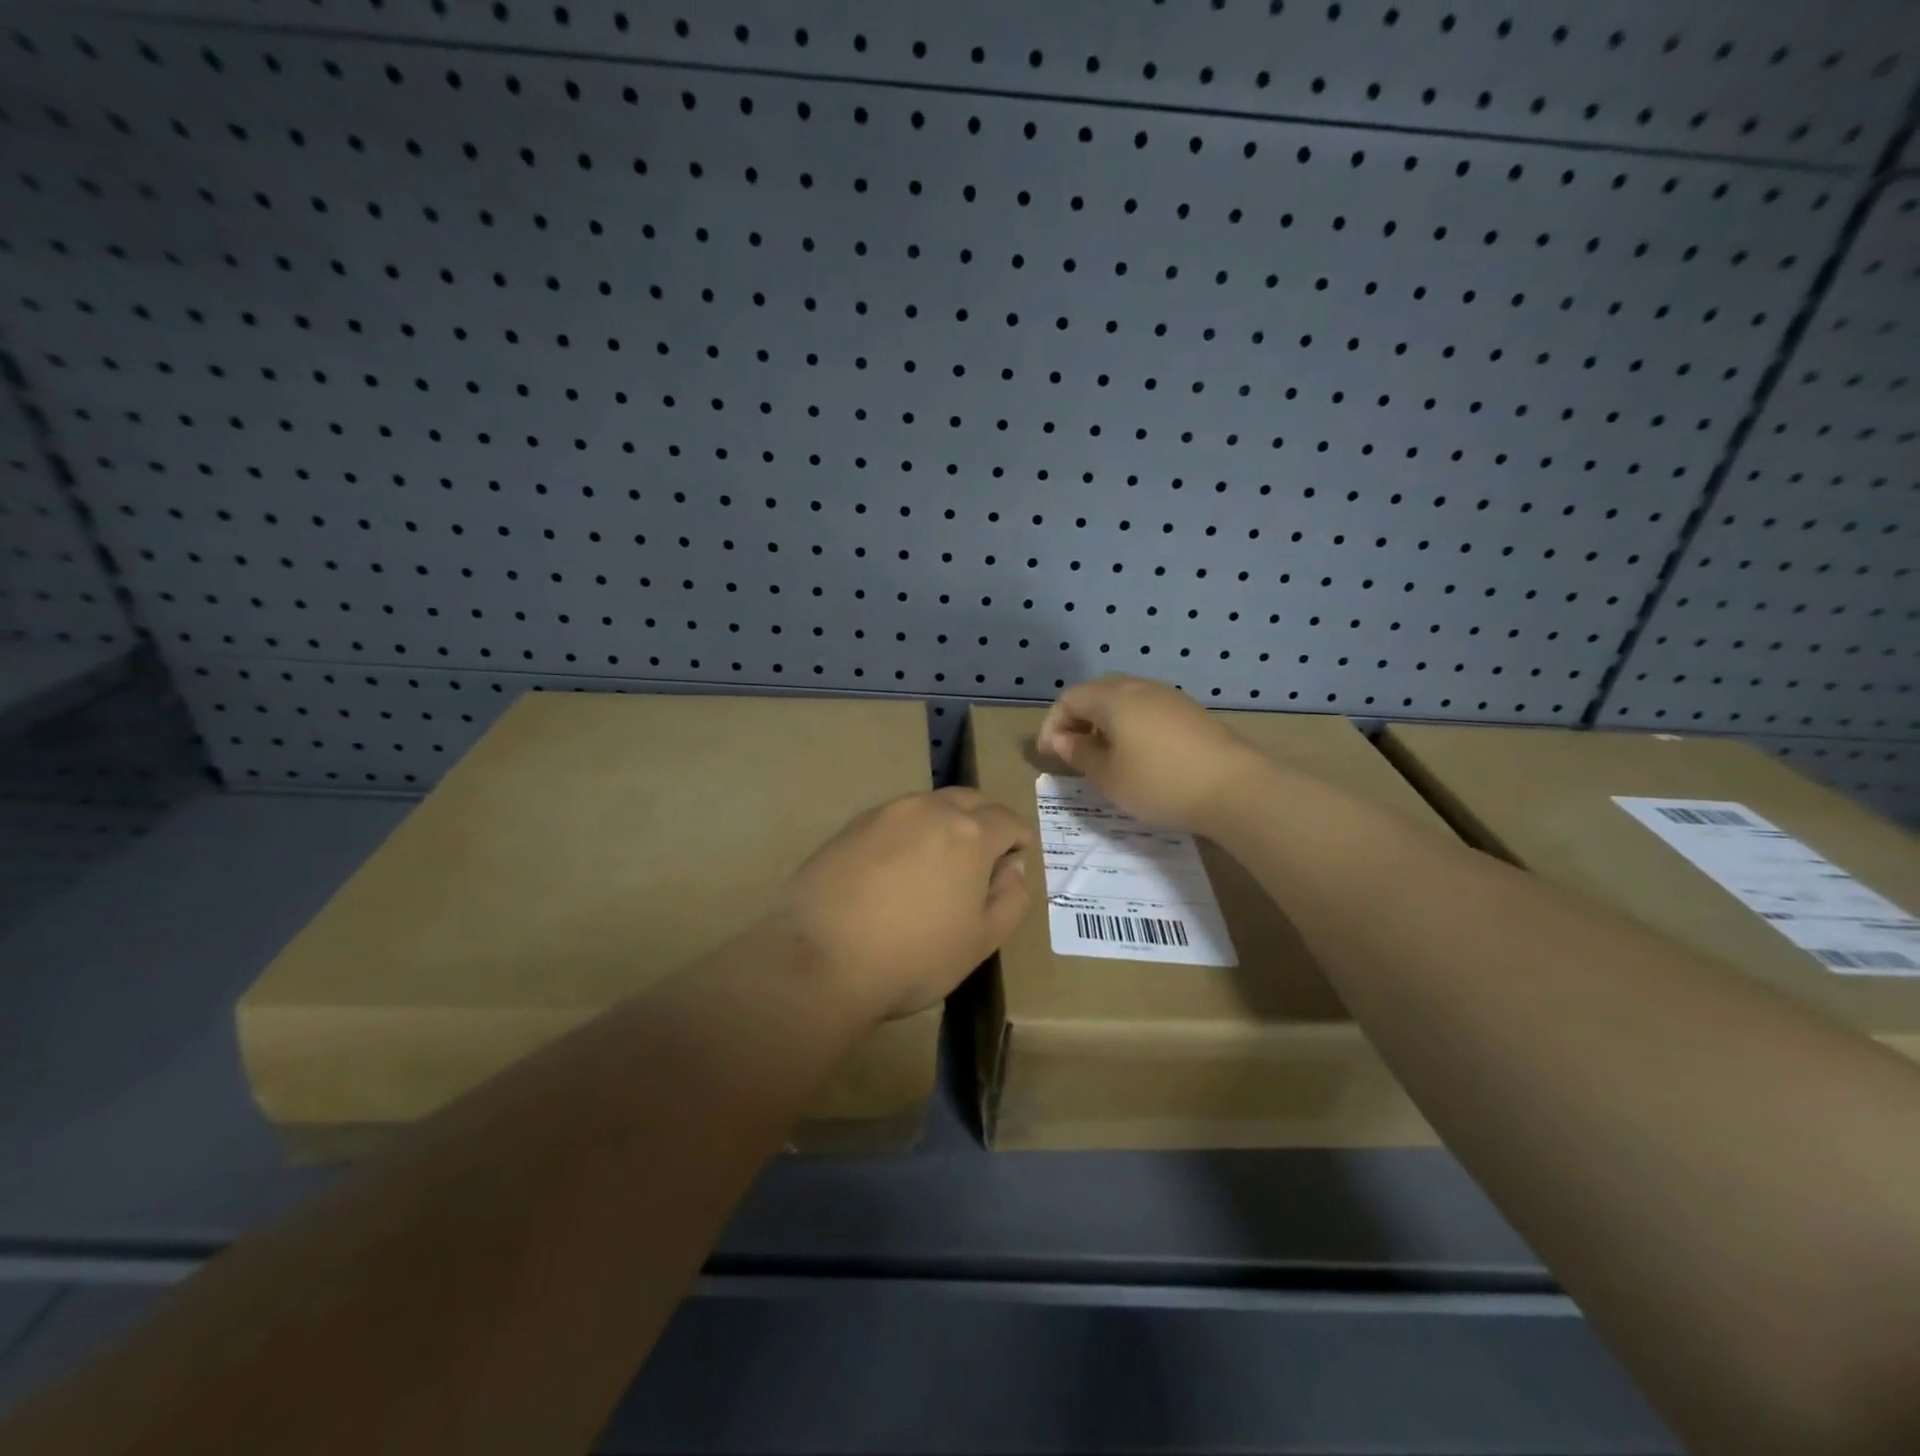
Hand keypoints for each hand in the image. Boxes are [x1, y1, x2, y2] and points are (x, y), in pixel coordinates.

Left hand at [774, 788, 1032, 1020]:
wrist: (821, 959)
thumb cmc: (913, 956)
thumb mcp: (981, 941)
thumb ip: (1010, 900)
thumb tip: (1012, 869)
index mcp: (969, 833)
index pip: (1007, 818)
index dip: (1018, 838)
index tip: (1015, 858)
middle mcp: (928, 809)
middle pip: (969, 800)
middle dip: (983, 821)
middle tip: (980, 858)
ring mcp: (885, 813)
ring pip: (928, 806)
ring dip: (943, 824)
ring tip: (935, 864)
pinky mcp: (850, 826)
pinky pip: (893, 819)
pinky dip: (906, 834)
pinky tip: (894, 870)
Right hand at [1035, 674, 1271, 831]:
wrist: (1235, 788)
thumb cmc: (1159, 783)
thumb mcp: (1109, 777)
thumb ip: (1080, 754)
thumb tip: (1061, 739)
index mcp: (1113, 699)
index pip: (1069, 699)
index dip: (1052, 724)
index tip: (1047, 755)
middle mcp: (1139, 687)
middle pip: (1097, 692)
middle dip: (1078, 718)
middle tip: (1072, 750)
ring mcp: (1169, 696)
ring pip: (1125, 699)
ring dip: (1105, 721)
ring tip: (1103, 754)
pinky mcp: (1190, 711)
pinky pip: (1148, 709)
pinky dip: (1130, 724)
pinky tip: (1138, 753)